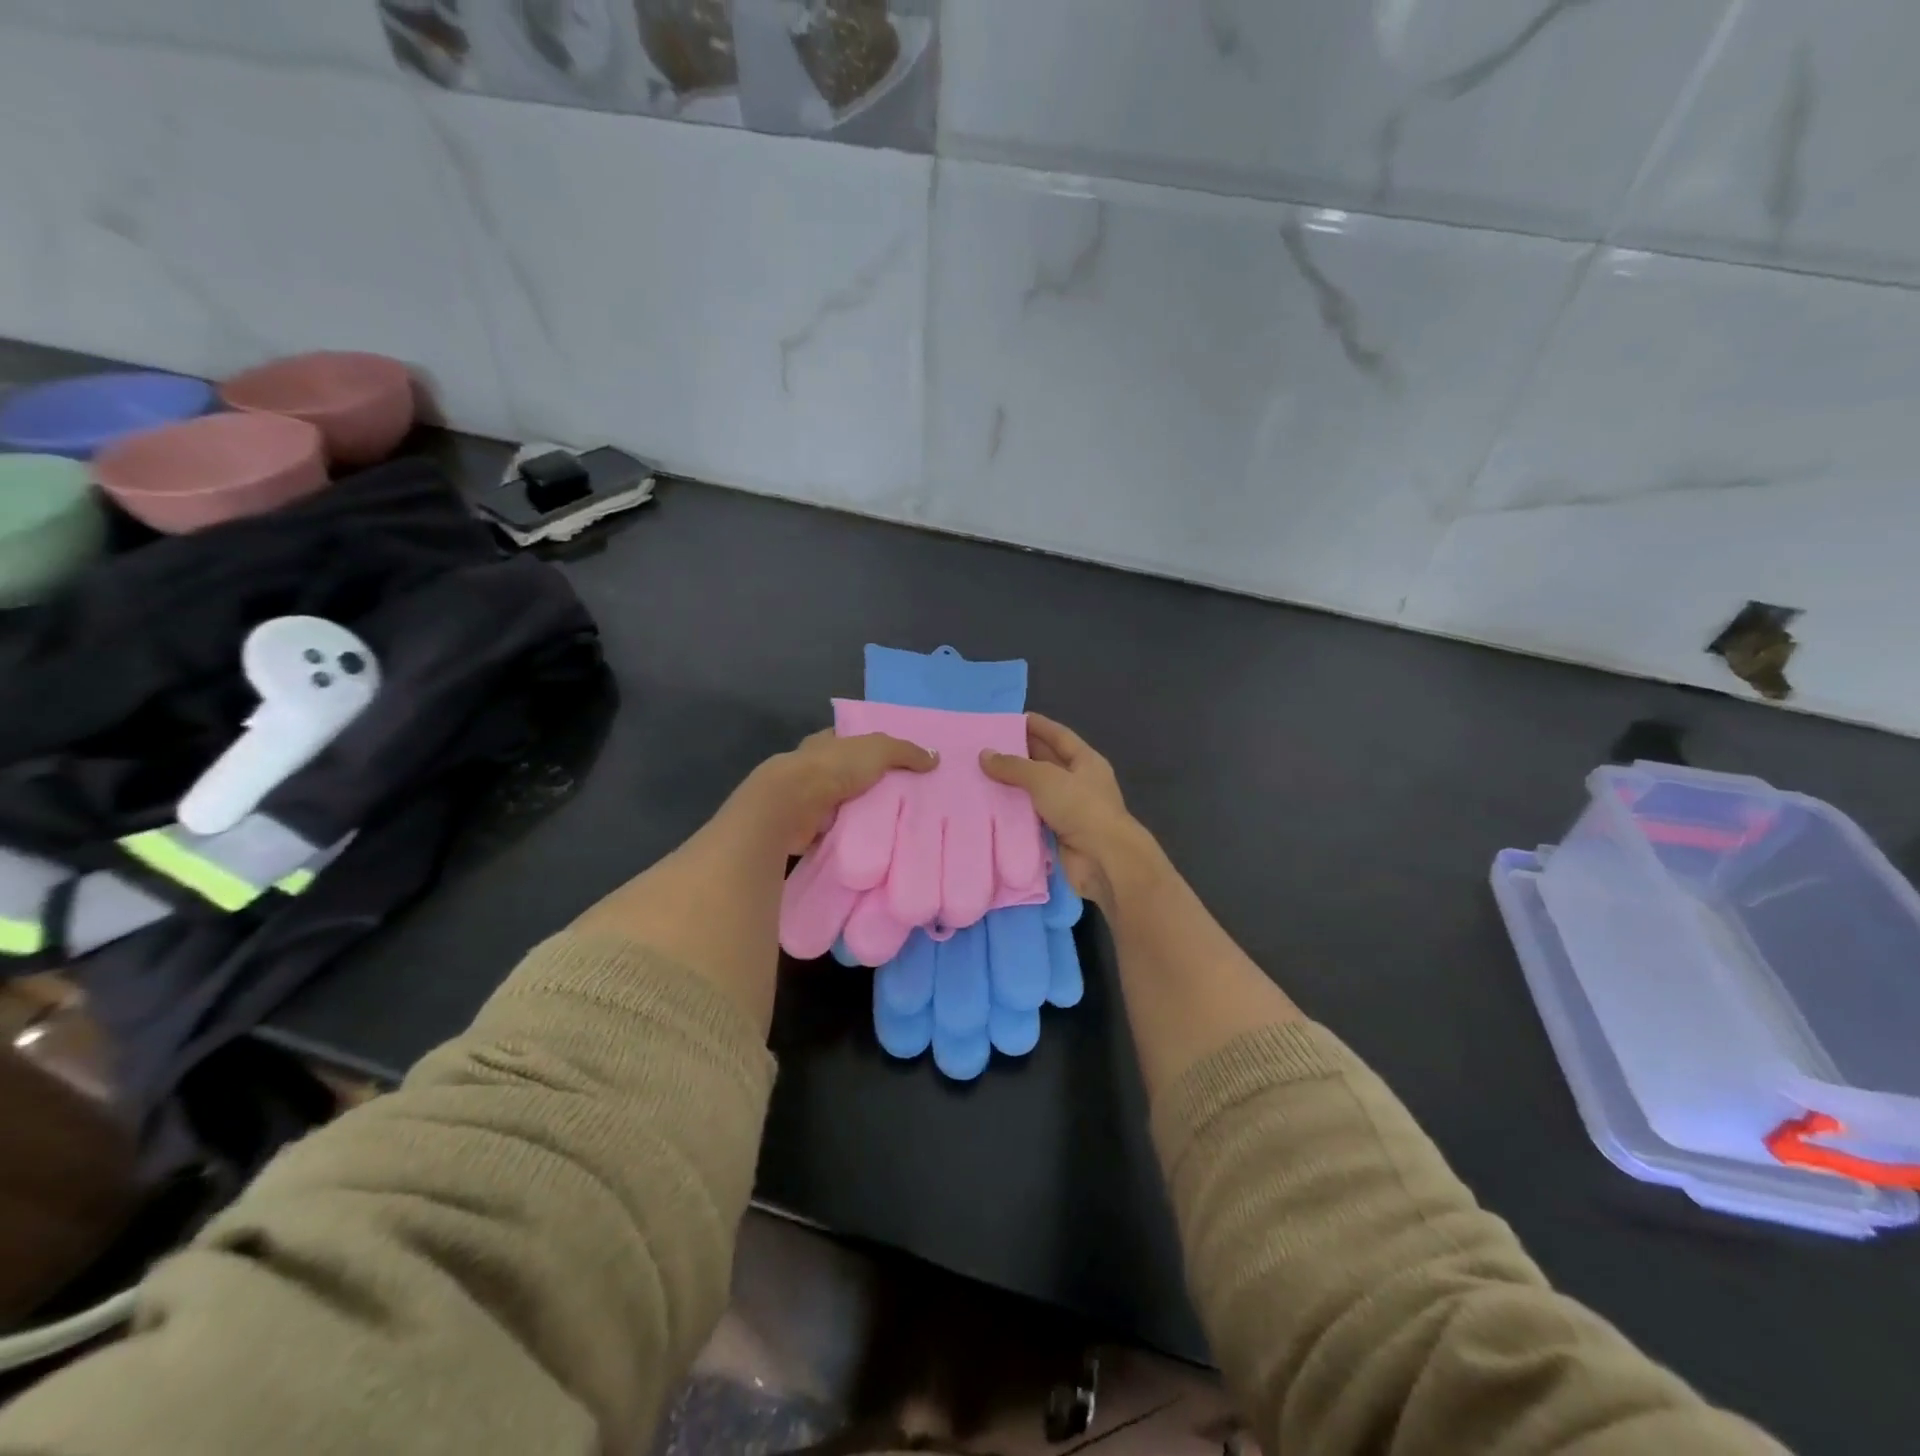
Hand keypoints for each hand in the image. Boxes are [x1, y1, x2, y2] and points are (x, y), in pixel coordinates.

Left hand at [730, 729, 934, 856]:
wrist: (791, 805)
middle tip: (901, 799)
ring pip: (838, 804)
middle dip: (865, 784)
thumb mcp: (877, 750)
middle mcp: (812, 769)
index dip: (867, 748)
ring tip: (891, 825)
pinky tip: (868, 843)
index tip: (893, 763)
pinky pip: (832, 831)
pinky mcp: (803, 828)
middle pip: (844, 775)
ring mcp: (805, 800)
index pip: (847, 741)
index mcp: (824, 744)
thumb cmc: (832, 768)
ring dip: (856, 813)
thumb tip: (935, 757)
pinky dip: (846, 836)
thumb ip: (905, 752)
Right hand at [981, 714, 1146, 908]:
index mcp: (1085, 761)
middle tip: (987, 747)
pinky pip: (1032, 816)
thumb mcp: (1044, 778)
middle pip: (1046, 762)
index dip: (1037, 726)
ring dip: (1013, 785)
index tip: (1011, 720)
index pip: (1059, 736)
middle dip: (1019, 754)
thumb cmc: (1080, 807)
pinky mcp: (1058, 833)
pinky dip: (1014, 811)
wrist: (1102, 859)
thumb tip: (984, 755)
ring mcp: (1070, 809)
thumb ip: (1013, 766)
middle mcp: (1079, 782)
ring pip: (1036, 791)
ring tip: (981, 775)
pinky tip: (990, 806)